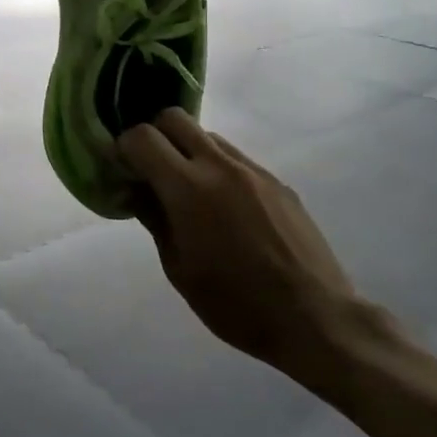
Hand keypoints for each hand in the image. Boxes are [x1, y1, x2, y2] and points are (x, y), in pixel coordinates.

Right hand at [118, 109, 377, 391]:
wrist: (315, 318)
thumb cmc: (236, 303)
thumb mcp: (179, 268)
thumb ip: (153, 218)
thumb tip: (135, 190)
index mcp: (188, 188)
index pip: (142, 137)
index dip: (124, 147)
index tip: (121, 169)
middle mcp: (219, 166)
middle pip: (174, 118)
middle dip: (153, 134)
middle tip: (149, 168)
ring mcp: (253, 170)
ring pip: (208, 136)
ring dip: (187, 150)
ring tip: (188, 191)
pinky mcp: (277, 181)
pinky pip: (236, 158)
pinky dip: (217, 168)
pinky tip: (224, 208)